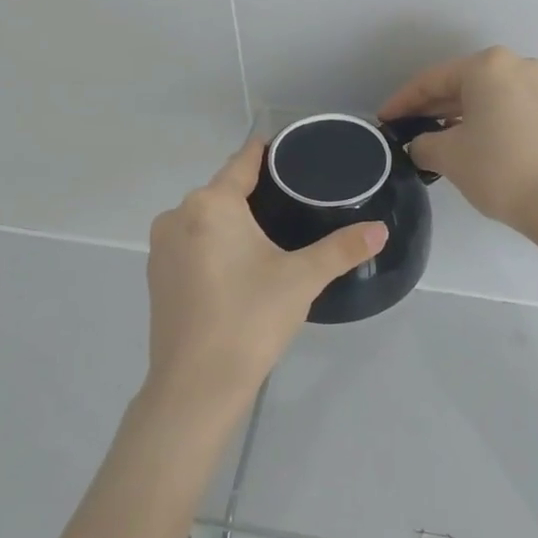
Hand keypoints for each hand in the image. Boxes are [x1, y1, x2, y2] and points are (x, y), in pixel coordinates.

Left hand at [141, 139, 386, 431]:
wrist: (196, 385)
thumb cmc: (250, 319)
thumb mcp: (302, 279)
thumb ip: (342, 249)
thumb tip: (381, 230)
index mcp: (211, 205)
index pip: (242, 162)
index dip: (267, 153)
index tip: (292, 152)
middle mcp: (178, 215)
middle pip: (223, 190)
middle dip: (255, 192)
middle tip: (296, 202)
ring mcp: (161, 247)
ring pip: (205, 218)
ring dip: (233, 221)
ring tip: (272, 234)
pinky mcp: (156, 276)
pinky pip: (191, 243)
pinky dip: (214, 244)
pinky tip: (238, 265)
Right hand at [378, 46, 537, 230]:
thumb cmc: (498, 168)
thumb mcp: (447, 155)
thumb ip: (422, 143)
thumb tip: (421, 145)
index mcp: (487, 66)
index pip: (431, 80)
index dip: (402, 102)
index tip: (382, 121)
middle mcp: (514, 65)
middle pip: (458, 84)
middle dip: (428, 108)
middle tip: (402, 130)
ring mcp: (536, 87)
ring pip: (481, 97)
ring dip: (452, 116)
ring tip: (427, 139)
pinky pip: (501, 108)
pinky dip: (477, 121)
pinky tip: (460, 141)